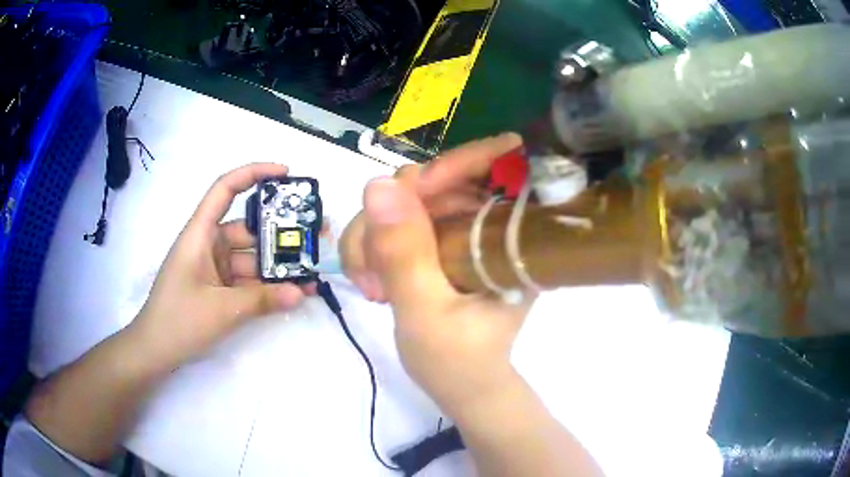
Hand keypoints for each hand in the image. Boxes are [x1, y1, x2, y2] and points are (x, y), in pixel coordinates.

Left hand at [129, 163, 313, 368]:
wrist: (155, 351)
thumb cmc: (178, 320)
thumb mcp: (221, 309)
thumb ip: (262, 300)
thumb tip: (302, 292)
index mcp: (200, 234)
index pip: (225, 189)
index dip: (254, 174)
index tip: (286, 174)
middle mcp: (209, 244)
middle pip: (248, 228)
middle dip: (280, 231)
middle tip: (315, 234)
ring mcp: (215, 268)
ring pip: (252, 258)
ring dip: (278, 266)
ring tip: (312, 270)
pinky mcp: (219, 288)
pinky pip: (248, 281)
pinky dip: (268, 286)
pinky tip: (294, 292)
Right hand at [340, 134, 532, 416]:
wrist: (462, 386)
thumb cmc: (458, 362)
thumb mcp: (427, 314)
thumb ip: (404, 254)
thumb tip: (378, 185)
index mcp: (512, 237)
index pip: (493, 169)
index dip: (450, 167)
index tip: (408, 199)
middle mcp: (488, 223)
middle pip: (433, 180)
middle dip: (391, 218)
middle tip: (373, 271)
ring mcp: (459, 229)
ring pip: (403, 199)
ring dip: (372, 237)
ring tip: (371, 286)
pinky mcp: (436, 241)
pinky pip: (392, 221)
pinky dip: (371, 246)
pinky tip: (371, 281)